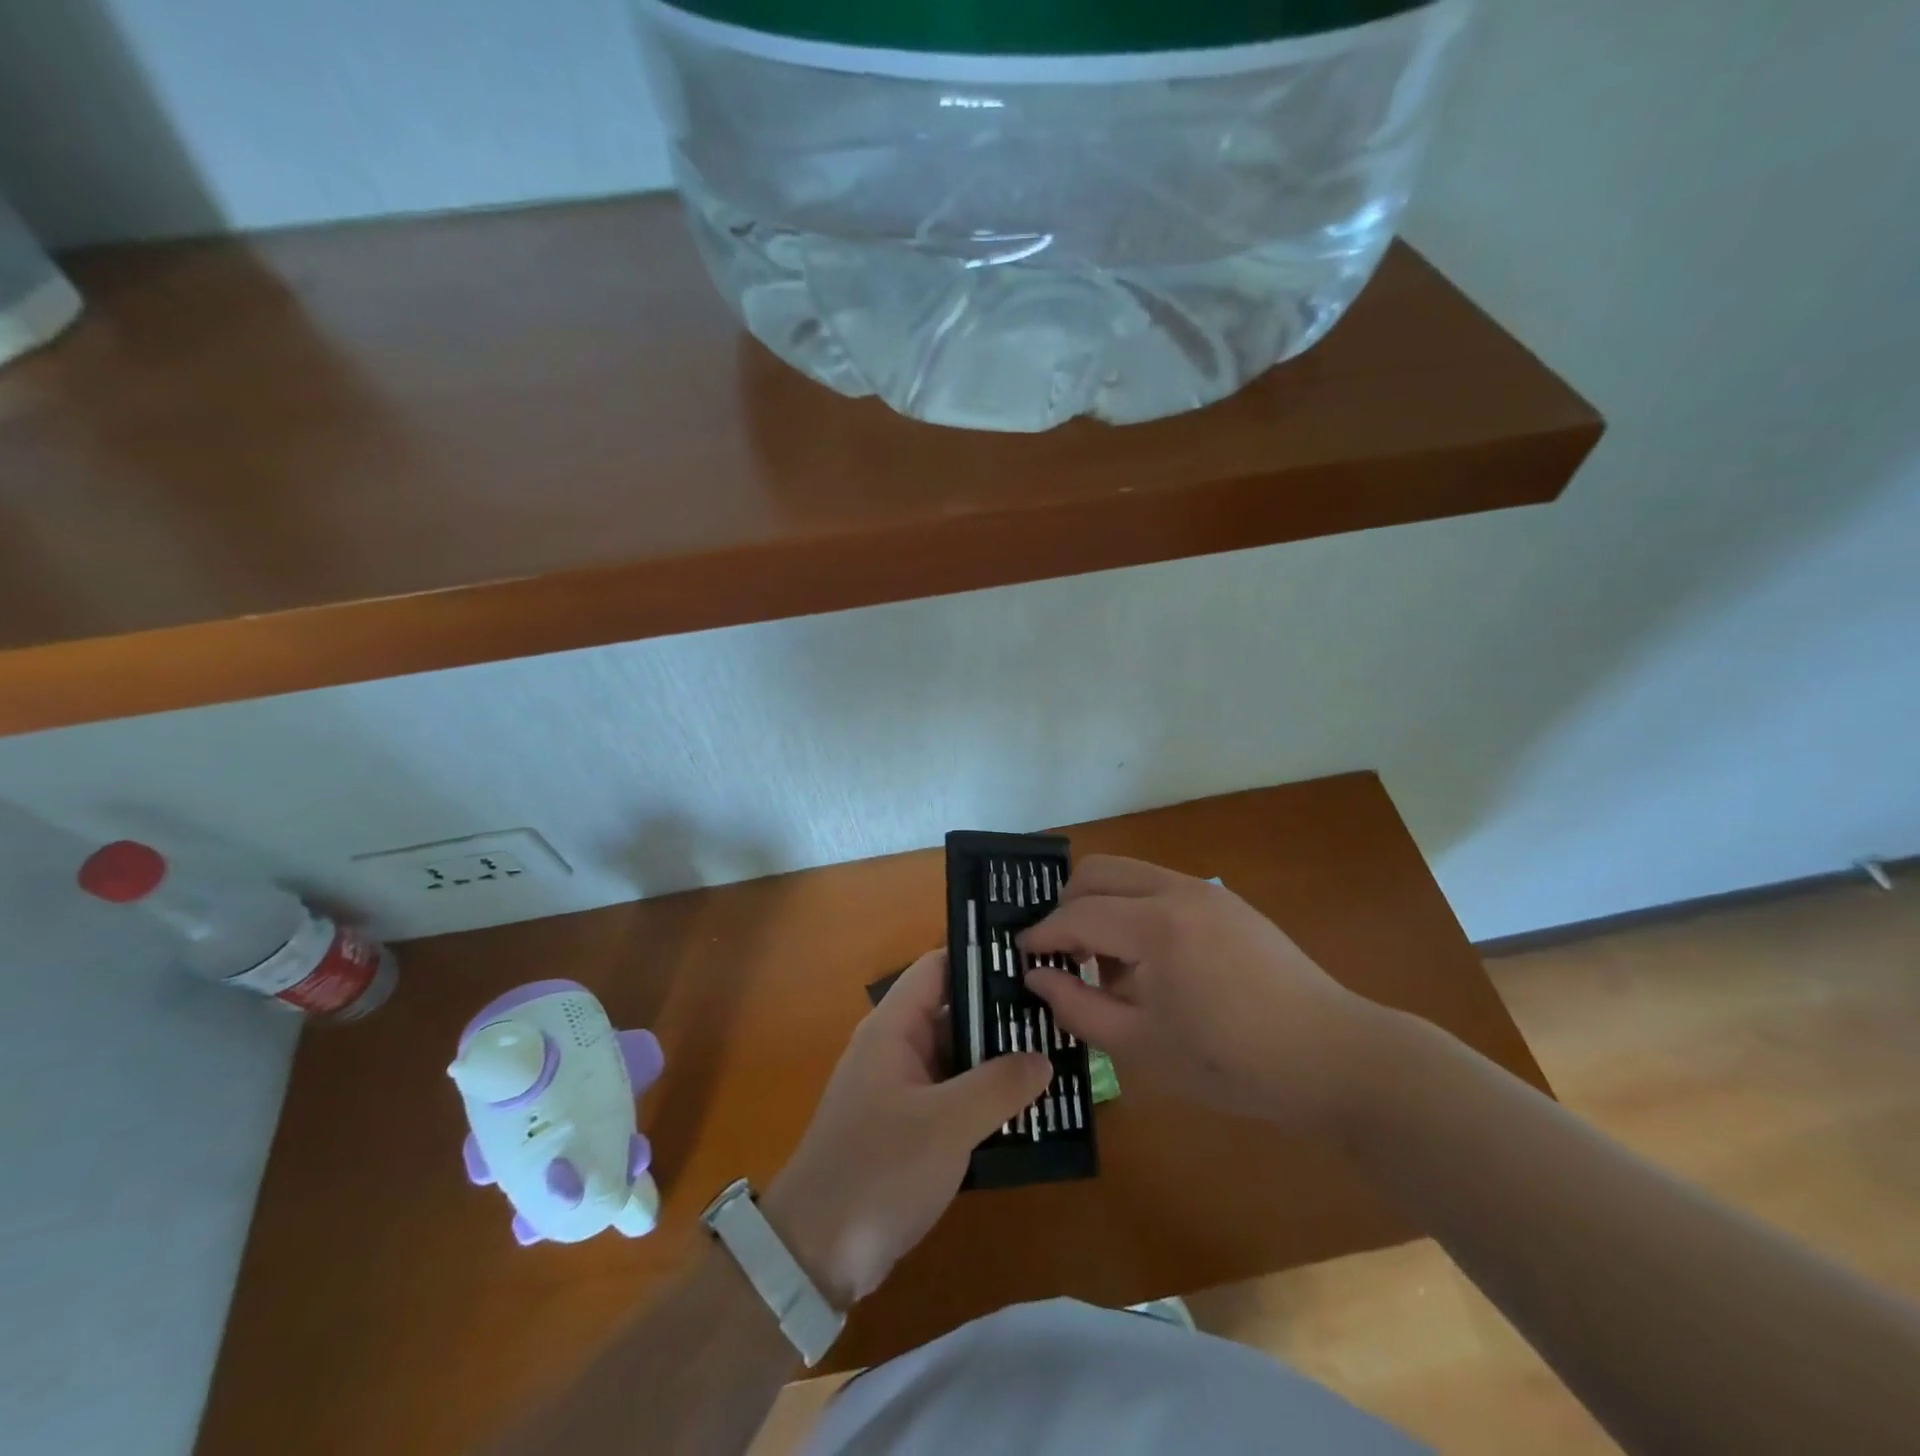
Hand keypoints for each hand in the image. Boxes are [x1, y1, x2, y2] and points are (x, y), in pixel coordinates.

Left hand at [763, 950, 1050, 1308]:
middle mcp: (896, 1048)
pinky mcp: (908, 1129)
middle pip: (953, 1012)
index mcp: (893, 1028)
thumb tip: (1043, 1057)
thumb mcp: (947, 1125)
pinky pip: (954, 1097)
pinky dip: (986, 1099)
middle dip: (1002, 1015)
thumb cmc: (879, 1171)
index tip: (1033, 959)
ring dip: (999, 1061)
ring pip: (958, 1058)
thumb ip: (998, 1085)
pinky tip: (1030, 1108)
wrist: (814, 1255)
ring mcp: (901, 1090)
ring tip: (1058, 1055)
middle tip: (1060, 1013)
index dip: (981, 959)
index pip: (939, 968)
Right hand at [1020, 856, 1391, 1127]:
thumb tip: (1036, 977)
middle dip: (1066, 906)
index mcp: (1157, 926)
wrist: (1335, 1058)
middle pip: (1097, 871)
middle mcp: (1178, 890)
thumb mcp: (1143, 1049)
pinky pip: (1159, 887)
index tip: (1019, 956)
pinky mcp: (1226, 901)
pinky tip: (1148, 963)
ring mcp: (1206, 890)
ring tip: (1105, 965)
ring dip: (1102, 906)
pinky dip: (1134, 909)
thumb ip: (1079, 1008)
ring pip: (1128, 873)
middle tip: (1060, 954)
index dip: (1041, 935)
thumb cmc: (1234, 1065)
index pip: (1077, 914)